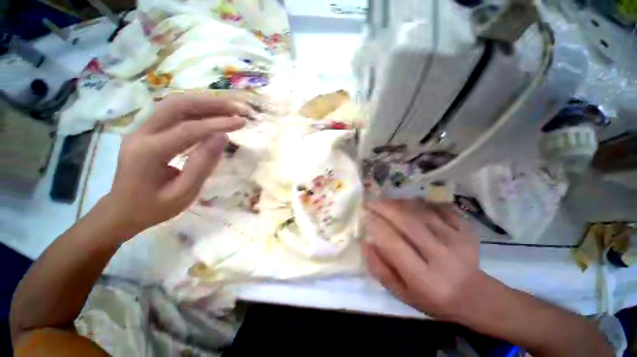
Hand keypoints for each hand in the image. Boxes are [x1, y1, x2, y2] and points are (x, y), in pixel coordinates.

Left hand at [103, 93, 249, 237]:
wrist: (121, 210)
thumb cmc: (153, 208)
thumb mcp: (183, 193)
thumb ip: (203, 165)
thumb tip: (223, 137)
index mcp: (148, 152)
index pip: (188, 129)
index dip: (218, 124)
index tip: (242, 121)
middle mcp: (141, 133)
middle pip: (177, 105)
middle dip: (210, 103)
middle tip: (236, 108)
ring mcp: (141, 129)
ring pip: (175, 104)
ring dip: (204, 104)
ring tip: (229, 108)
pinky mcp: (147, 130)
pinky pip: (173, 113)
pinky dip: (196, 111)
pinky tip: (213, 115)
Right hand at [363, 199, 479, 320]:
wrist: (475, 296)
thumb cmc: (432, 299)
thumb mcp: (401, 293)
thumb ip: (380, 269)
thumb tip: (366, 243)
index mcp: (424, 279)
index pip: (394, 244)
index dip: (376, 225)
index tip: (364, 214)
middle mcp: (442, 257)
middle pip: (407, 222)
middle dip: (384, 208)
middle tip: (371, 202)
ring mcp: (458, 240)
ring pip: (421, 211)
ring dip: (399, 203)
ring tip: (386, 202)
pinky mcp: (467, 229)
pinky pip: (439, 207)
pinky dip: (422, 202)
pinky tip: (410, 204)